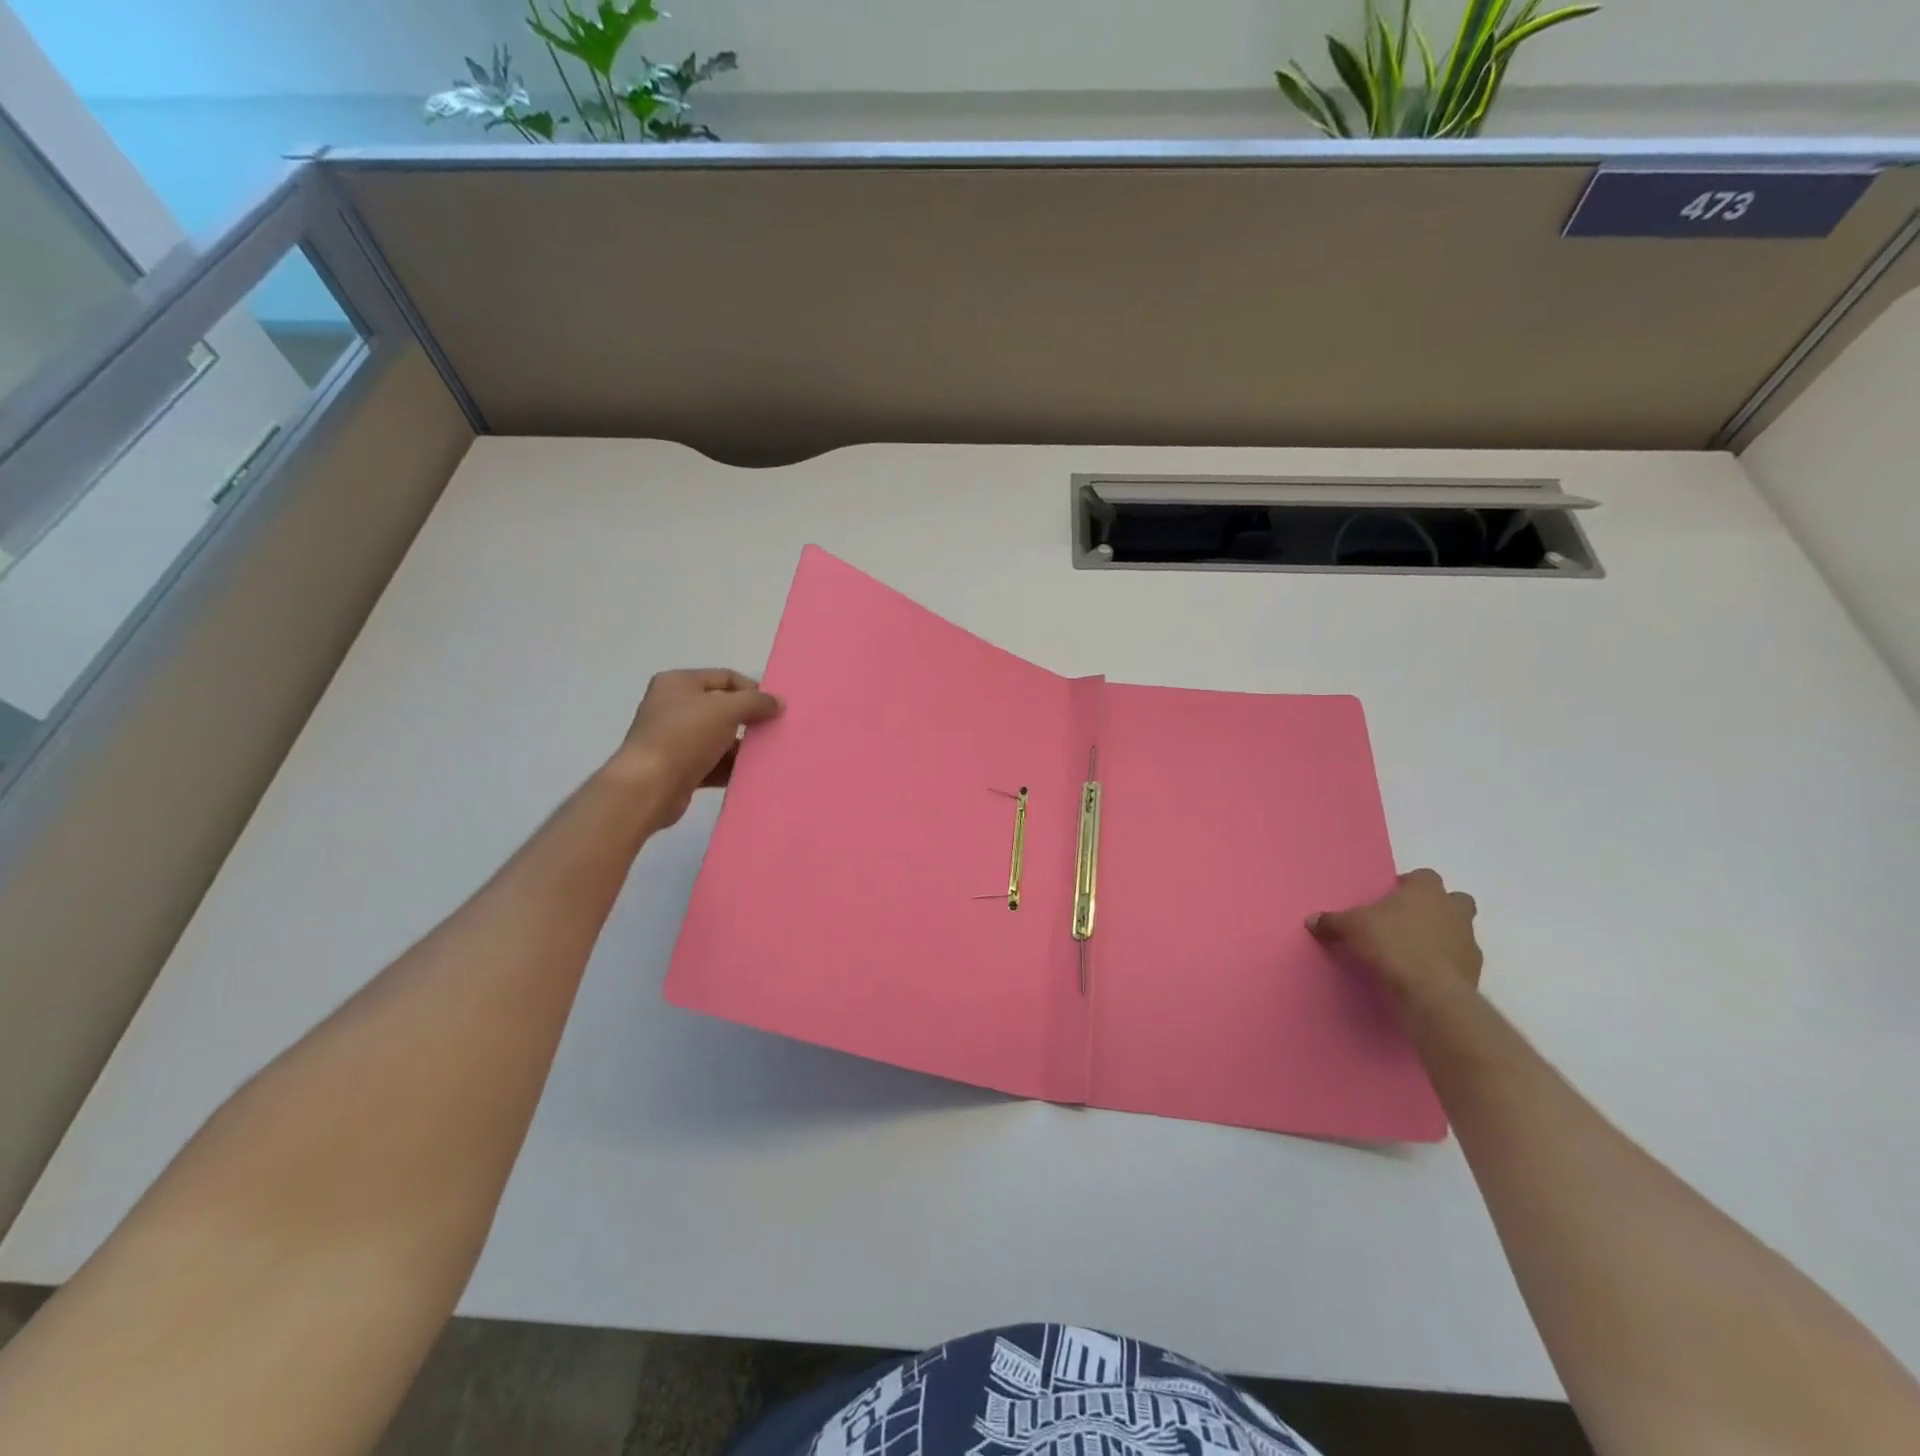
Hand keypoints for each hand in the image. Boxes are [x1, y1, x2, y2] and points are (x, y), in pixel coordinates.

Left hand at [606, 668, 781, 826]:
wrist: (648, 788)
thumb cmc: (684, 737)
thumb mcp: (725, 710)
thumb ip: (755, 702)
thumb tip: (778, 702)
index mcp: (678, 683)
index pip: (725, 677)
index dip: (752, 689)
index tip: (776, 706)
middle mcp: (674, 707)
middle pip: (722, 707)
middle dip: (749, 718)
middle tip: (775, 729)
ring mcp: (675, 739)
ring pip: (719, 737)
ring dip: (742, 746)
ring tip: (770, 753)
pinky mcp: (679, 768)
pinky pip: (713, 763)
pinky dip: (731, 767)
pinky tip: (753, 774)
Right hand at [1308, 868, 1482, 1009]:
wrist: (1429, 990)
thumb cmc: (1391, 944)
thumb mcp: (1351, 928)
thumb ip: (1332, 921)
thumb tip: (1311, 920)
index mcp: (1426, 891)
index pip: (1424, 876)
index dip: (1409, 884)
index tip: (1393, 896)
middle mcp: (1453, 909)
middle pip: (1455, 899)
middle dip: (1438, 906)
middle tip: (1411, 919)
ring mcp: (1468, 939)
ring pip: (1461, 929)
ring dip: (1444, 935)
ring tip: (1416, 949)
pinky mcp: (1475, 969)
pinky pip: (1460, 959)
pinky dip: (1446, 962)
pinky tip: (1425, 972)